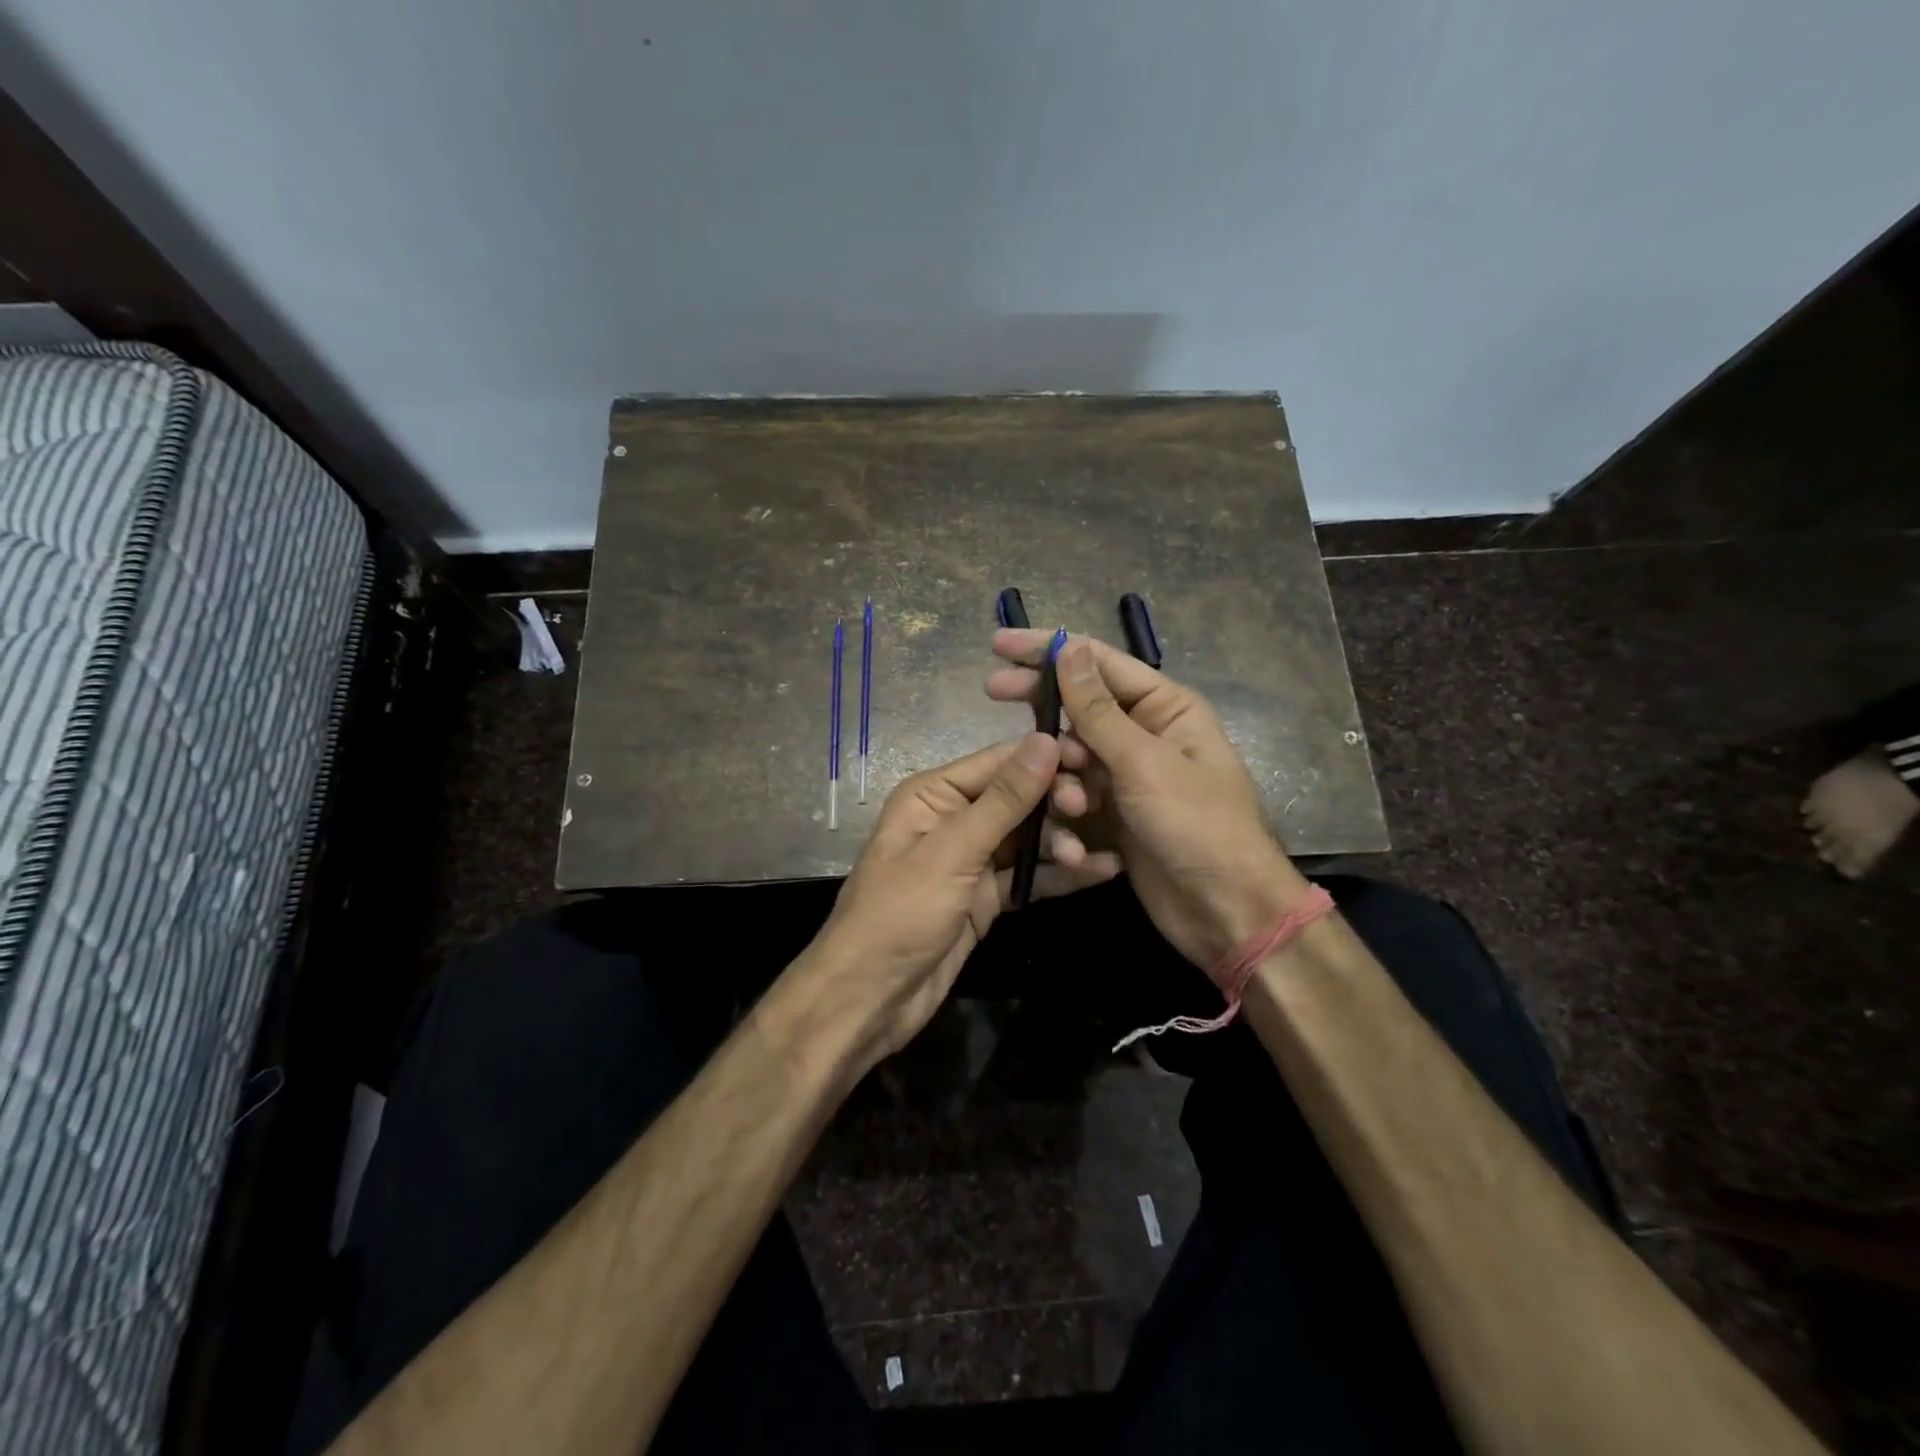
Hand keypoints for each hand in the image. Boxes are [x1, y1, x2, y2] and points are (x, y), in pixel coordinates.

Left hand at [800, 734, 1121, 1068]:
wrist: (871, 998)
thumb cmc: (900, 913)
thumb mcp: (952, 851)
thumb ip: (1003, 799)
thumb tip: (1045, 741)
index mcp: (933, 794)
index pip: (998, 761)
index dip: (1045, 756)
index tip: (1092, 758)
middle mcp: (954, 818)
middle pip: (1018, 797)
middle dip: (1055, 801)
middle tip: (1087, 810)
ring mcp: (972, 860)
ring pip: (1028, 837)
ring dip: (1061, 841)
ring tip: (1085, 857)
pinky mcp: (986, 897)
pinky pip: (1030, 876)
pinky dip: (1060, 874)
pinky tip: (1101, 871)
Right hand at [987, 630, 1310, 967]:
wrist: (1226, 912)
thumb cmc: (1198, 825)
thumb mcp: (1144, 763)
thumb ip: (1098, 710)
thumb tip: (1068, 648)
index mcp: (1165, 707)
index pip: (1099, 662)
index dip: (1049, 649)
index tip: (1000, 644)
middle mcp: (1145, 733)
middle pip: (1080, 704)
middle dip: (1040, 702)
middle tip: (991, 691)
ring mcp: (1127, 774)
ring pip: (1072, 753)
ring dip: (1060, 772)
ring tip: (1069, 803)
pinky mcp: (1114, 811)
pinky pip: (1076, 792)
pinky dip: (1067, 805)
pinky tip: (1068, 829)